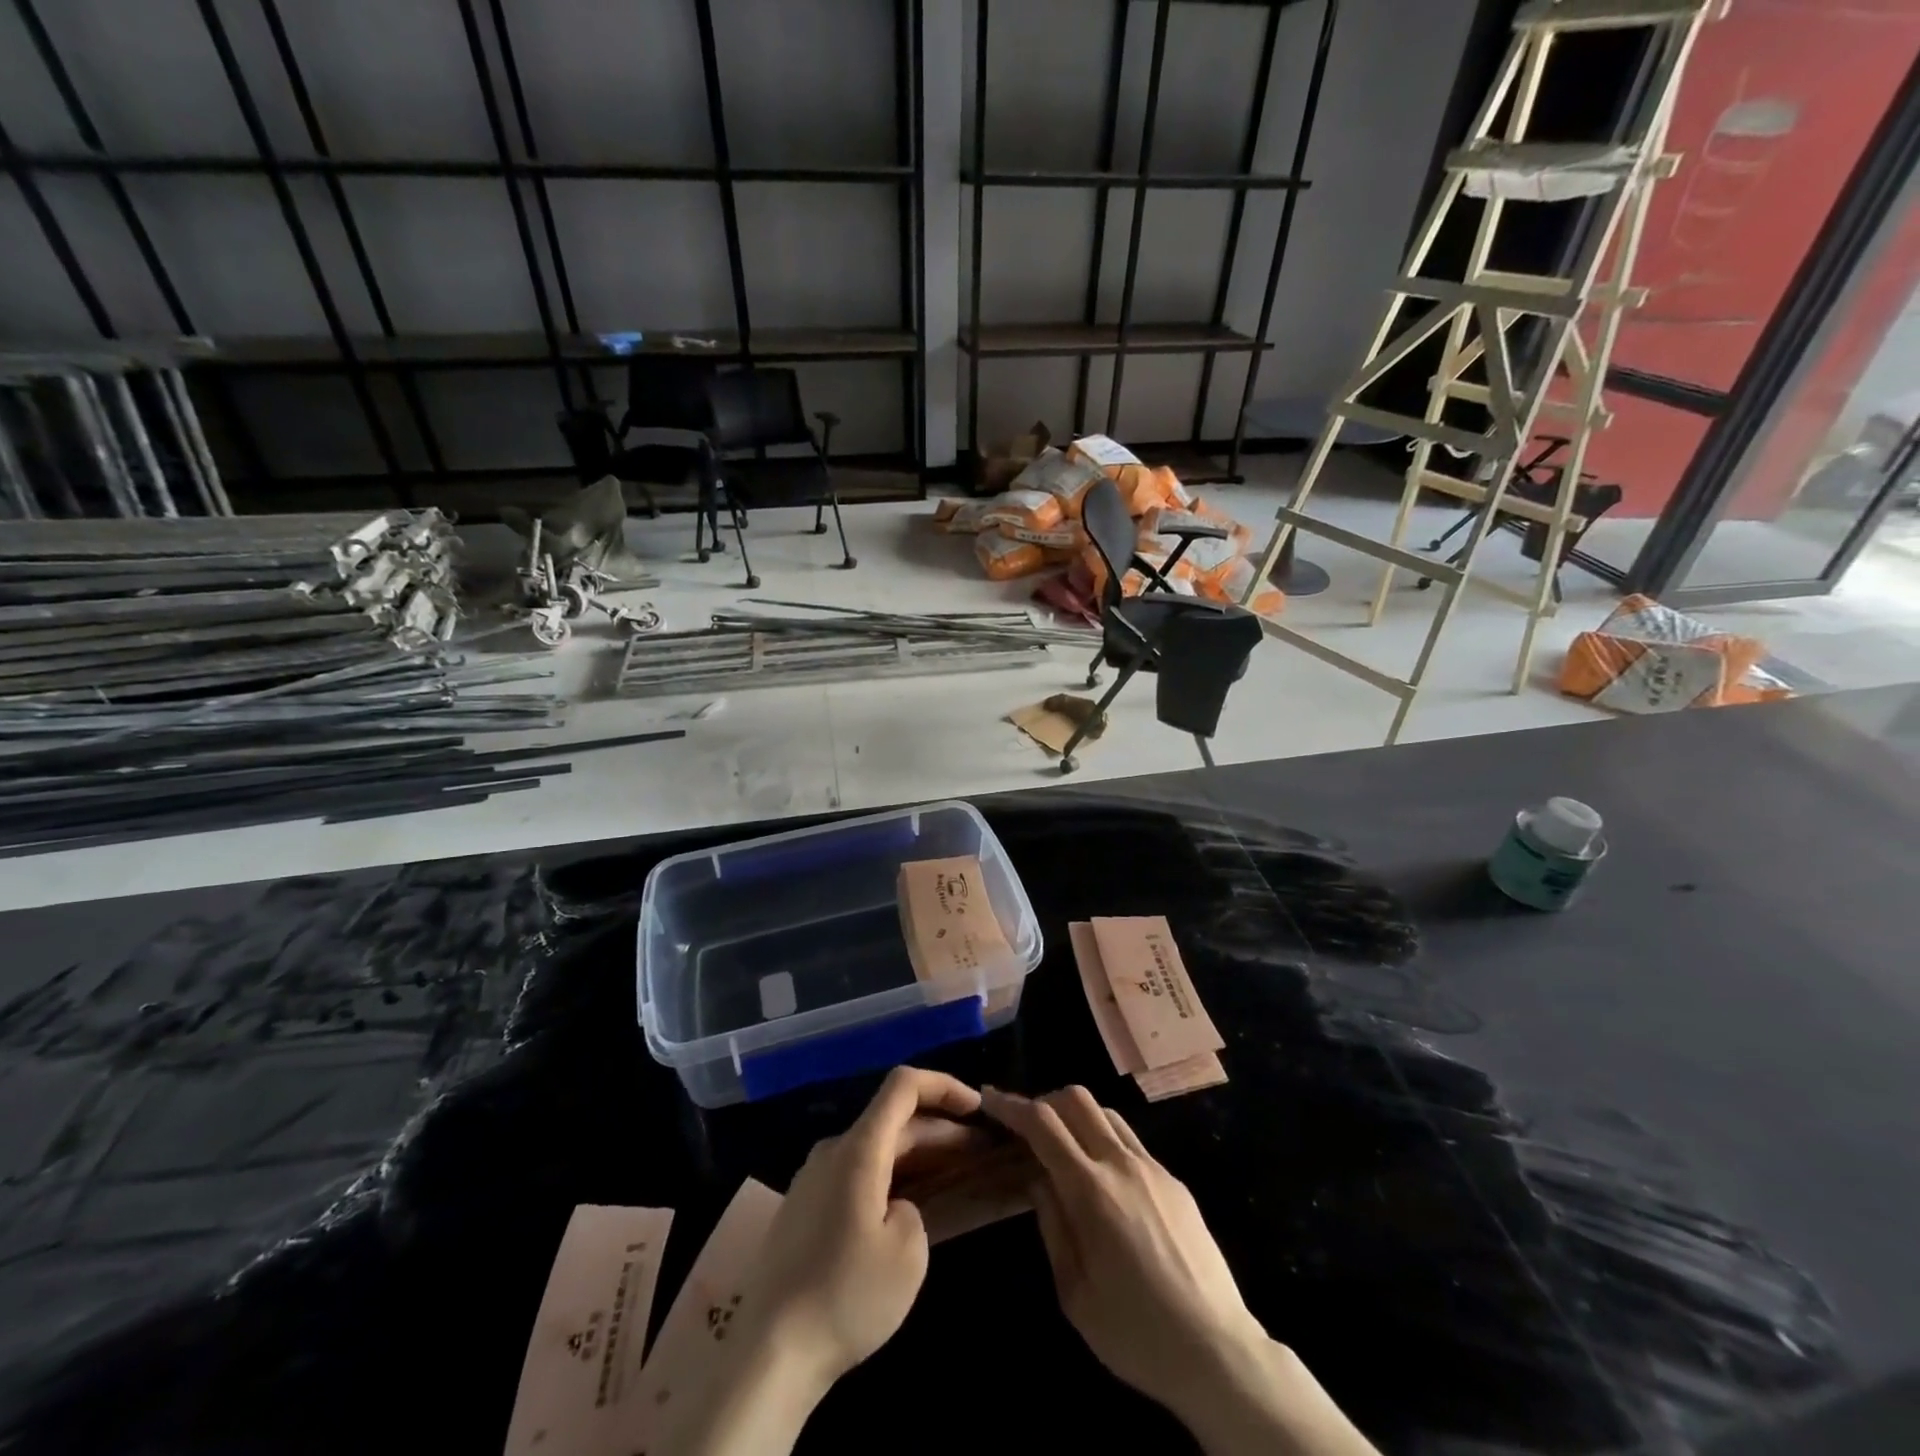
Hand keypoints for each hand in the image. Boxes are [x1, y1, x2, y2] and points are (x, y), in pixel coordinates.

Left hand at [656, 1069, 984, 1455]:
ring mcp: (813, 1179)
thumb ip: (916, 1209)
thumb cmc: (846, 1295)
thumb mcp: (908, 1253)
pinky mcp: (805, 1209)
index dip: (944, 1085)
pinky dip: (891, 1176)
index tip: (977, 1108)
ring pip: (876, 1148)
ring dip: (917, 1155)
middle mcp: (833, 1151)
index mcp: (859, 1149)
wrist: (769, 1354)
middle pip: (894, 1120)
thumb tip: (897, 1207)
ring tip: (954, 1174)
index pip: (904, 1086)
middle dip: (941, 1129)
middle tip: (981, 1151)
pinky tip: (909, 1204)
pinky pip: (857, 1174)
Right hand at [980, 1085, 1261, 1409]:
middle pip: (1076, 1099)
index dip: (1011, 1105)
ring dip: (1076, 1116)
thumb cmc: (1136, 1334)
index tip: (989, 1098)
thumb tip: (1036, 1180)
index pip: (1042, 1124)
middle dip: (1044, 1101)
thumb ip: (1051, 1225)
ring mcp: (1153, 1168)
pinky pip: (1130, 1140)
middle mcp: (1122, 1164)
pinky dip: (1104, 1139)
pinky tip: (1101, 1178)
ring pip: (1106, 1113)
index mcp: (1092, 1191)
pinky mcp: (1174, 1181)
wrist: (1219, 1353)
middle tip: (1026, 1127)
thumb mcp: (1074, 1293)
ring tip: (1062, 1149)